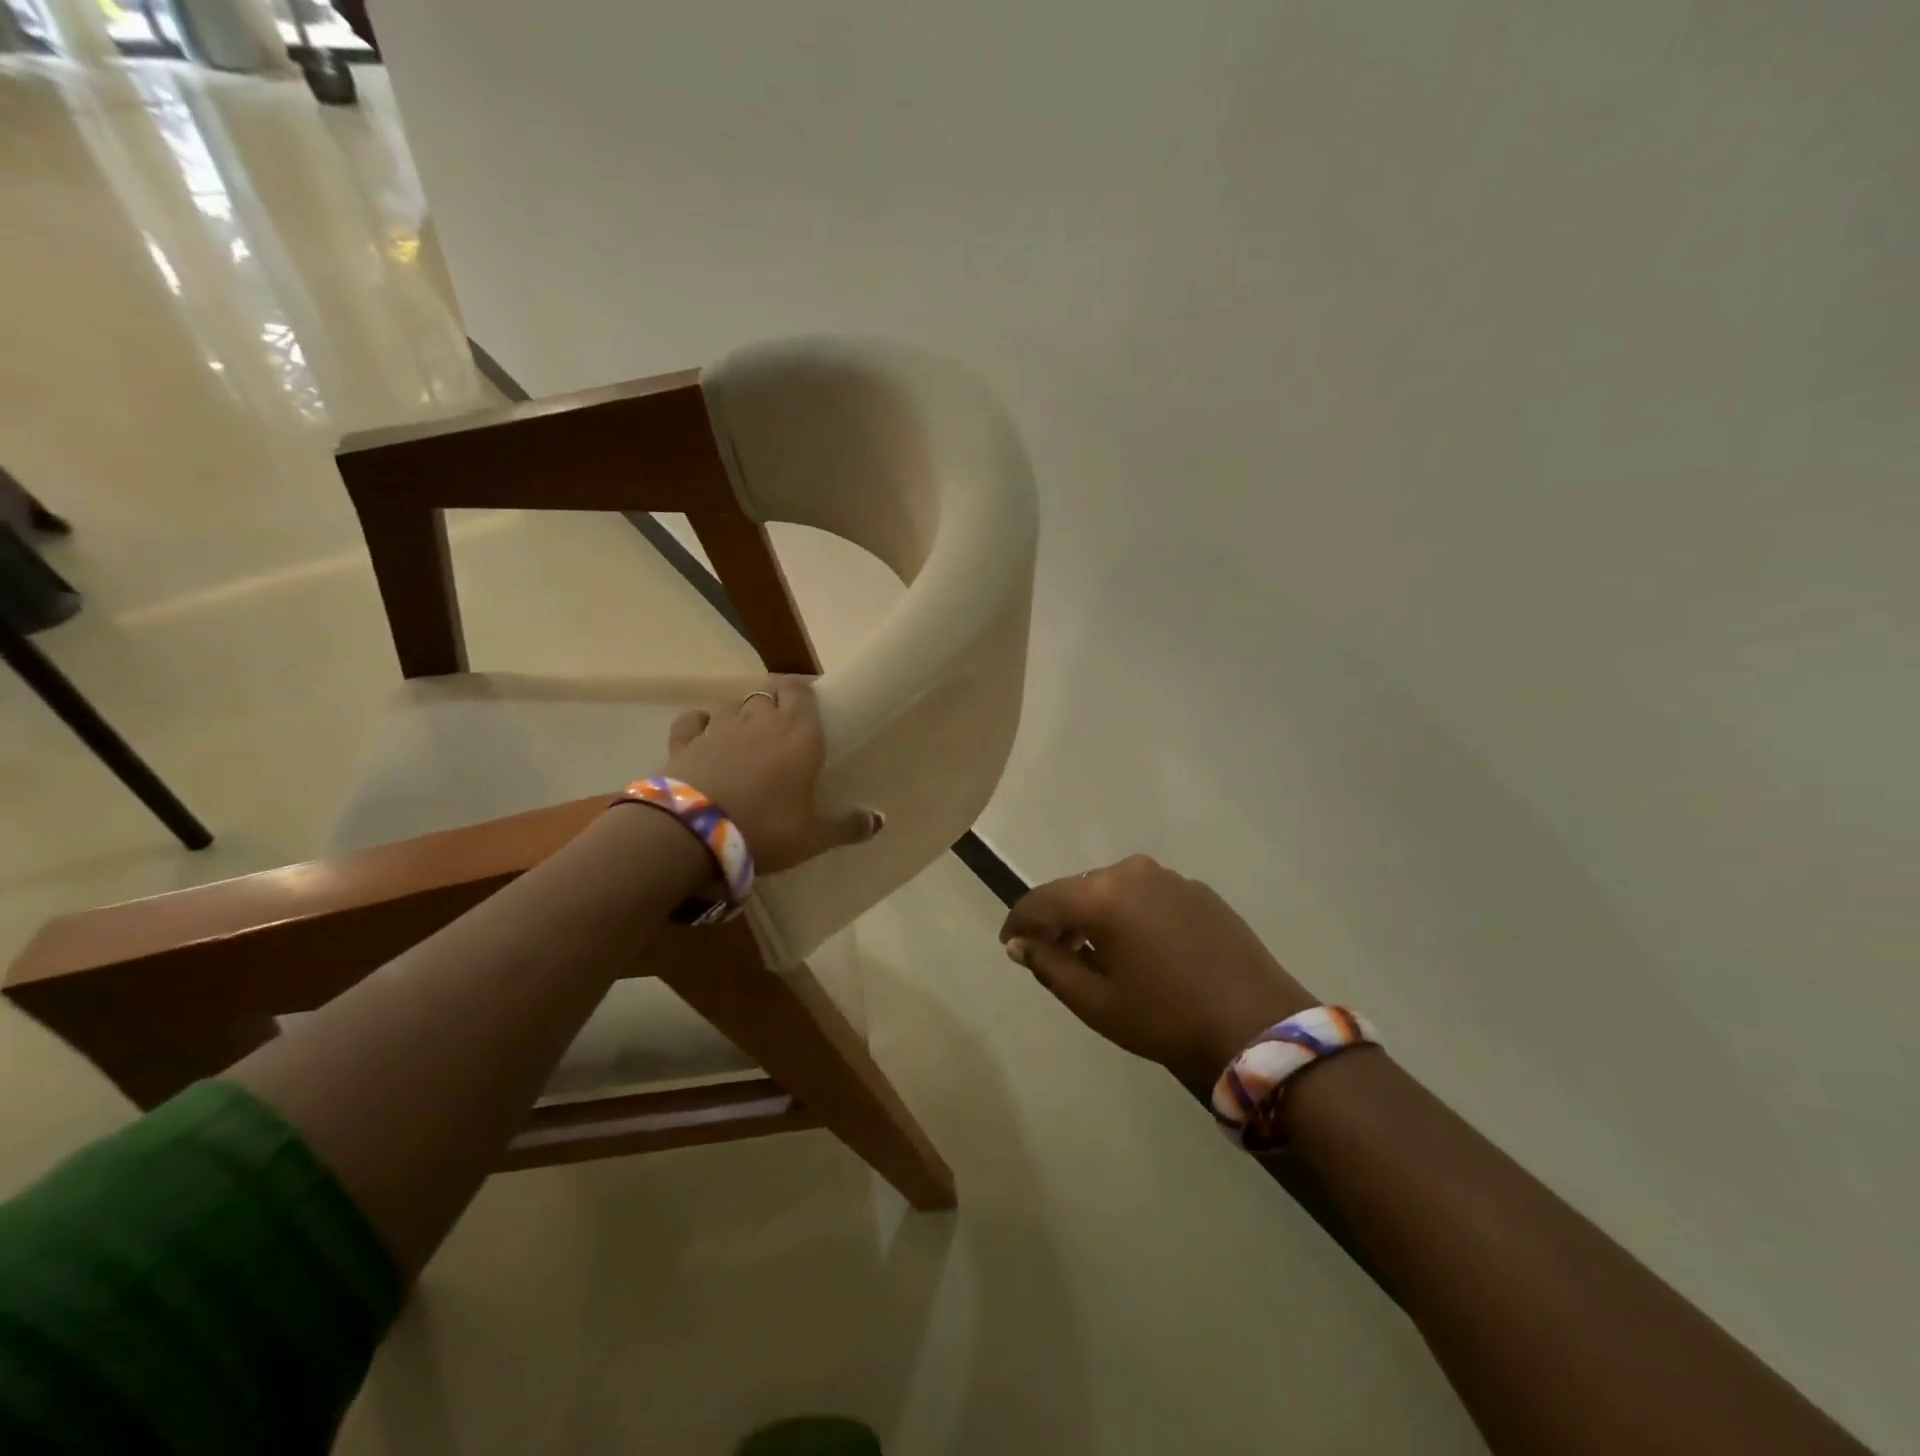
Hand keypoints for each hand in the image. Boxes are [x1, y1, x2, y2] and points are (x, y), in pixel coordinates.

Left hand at [661, 677, 880, 874]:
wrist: (694, 833)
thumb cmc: (766, 827)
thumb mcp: (814, 836)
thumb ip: (847, 826)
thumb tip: (879, 821)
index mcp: (799, 732)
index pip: (801, 691)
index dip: (803, 695)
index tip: (808, 709)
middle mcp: (760, 719)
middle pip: (769, 694)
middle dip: (775, 704)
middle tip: (781, 729)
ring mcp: (718, 727)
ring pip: (733, 705)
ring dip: (742, 714)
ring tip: (746, 735)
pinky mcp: (684, 741)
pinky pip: (693, 720)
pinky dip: (700, 723)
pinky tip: (703, 733)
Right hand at [1001, 856, 1316, 1092]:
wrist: (1258, 1024)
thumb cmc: (1166, 1017)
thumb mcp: (1096, 1002)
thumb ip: (1049, 965)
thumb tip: (1020, 944)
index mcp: (1102, 894)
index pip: (1042, 900)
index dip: (1019, 922)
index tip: (1009, 944)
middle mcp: (1132, 872)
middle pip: (1077, 890)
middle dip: (1058, 920)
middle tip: (1050, 955)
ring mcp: (1170, 877)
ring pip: (1113, 891)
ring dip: (1095, 916)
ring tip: (1094, 955)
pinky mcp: (1198, 890)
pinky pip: (1147, 896)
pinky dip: (1130, 915)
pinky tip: (1140, 949)